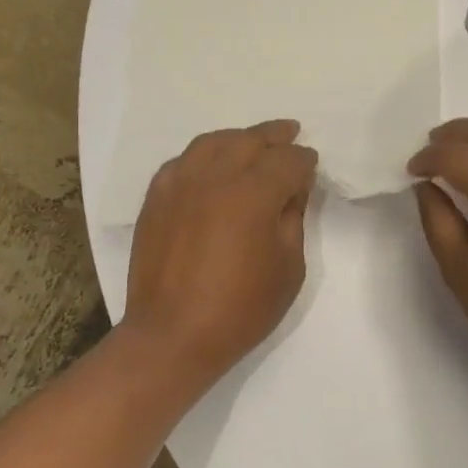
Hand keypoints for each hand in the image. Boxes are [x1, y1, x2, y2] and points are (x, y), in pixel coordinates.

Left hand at [124, 120, 318, 383]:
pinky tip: (212, 165)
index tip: (311, 164)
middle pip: (249, 140)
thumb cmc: (240, 309)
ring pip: (213, 142)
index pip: (287, 161)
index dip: (304, 161)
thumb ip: (293, 219)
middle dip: (275, 136)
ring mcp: (179, 183)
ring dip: (238, 138)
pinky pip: (183, 161)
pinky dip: (204, 155)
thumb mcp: (288, 268)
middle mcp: (214, 177)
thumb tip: (292, 189)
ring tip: (253, 142)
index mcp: (253, 194)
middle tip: (290, 132)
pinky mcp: (156, 198)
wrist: (172, 335)